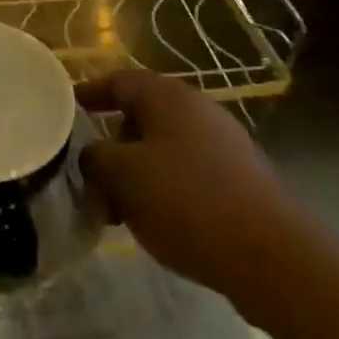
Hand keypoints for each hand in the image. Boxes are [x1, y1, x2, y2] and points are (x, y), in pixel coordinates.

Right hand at [78, 69, 306, 321]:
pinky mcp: (242, 179)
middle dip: (113, 141)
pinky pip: (190, 173)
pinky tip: (161, 224)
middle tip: (91, 172)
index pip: (117, 81)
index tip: (65, 111)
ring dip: (139, 171)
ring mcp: (224, 143)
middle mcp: (197, 108)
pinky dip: (167, 189)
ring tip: (121, 208)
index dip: (88, 94)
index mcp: (166, 95)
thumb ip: (95, 158)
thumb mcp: (124, 176)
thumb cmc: (188, 201)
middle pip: (142, 115)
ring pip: (166, 148)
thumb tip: (92, 155)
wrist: (274, 257)